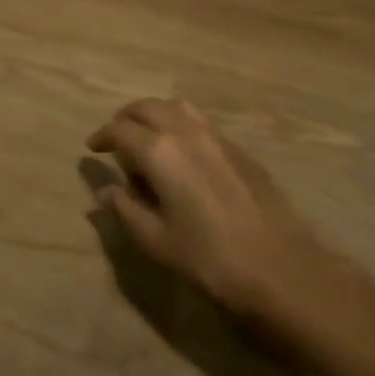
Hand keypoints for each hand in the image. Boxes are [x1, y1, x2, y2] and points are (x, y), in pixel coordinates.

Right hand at [88, 98, 340, 321]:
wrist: (282, 268)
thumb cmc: (209, 258)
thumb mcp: (156, 241)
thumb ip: (125, 209)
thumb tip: (104, 191)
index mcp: (159, 151)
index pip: (120, 129)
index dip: (102, 137)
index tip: (92, 149)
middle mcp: (186, 132)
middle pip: (147, 107)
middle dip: (126, 118)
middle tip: (116, 139)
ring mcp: (217, 137)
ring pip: (176, 107)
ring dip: (155, 115)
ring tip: (148, 139)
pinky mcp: (240, 149)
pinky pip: (200, 123)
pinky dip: (181, 126)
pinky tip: (183, 156)